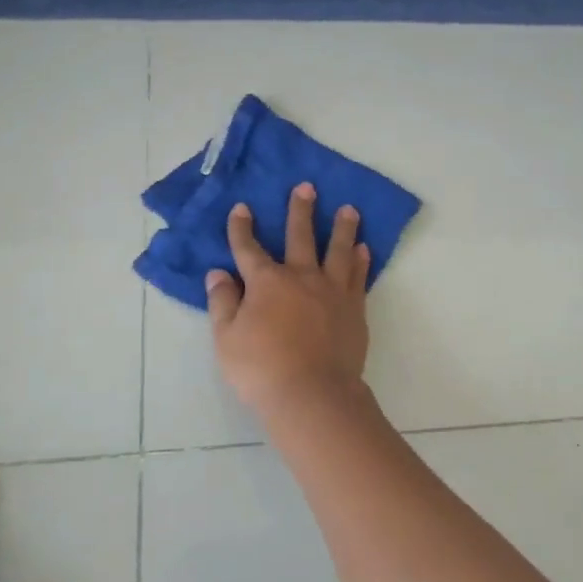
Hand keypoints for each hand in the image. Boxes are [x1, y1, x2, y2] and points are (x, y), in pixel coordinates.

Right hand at [206, 183, 371, 417]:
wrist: (313, 394)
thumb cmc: (261, 369)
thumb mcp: (226, 339)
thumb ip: (223, 302)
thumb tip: (218, 273)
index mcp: (266, 282)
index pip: (249, 248)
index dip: (242, 228)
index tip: (242, 208)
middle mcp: (301, 277)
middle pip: (300, 236)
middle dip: (300, 210)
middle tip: (307, 187)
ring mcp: (332, 291)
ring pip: (338, 250)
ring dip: (343, 228)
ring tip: (349, 209)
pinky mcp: (354, 308)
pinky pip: (359, 277)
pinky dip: (361, 261)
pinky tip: (364, 249)